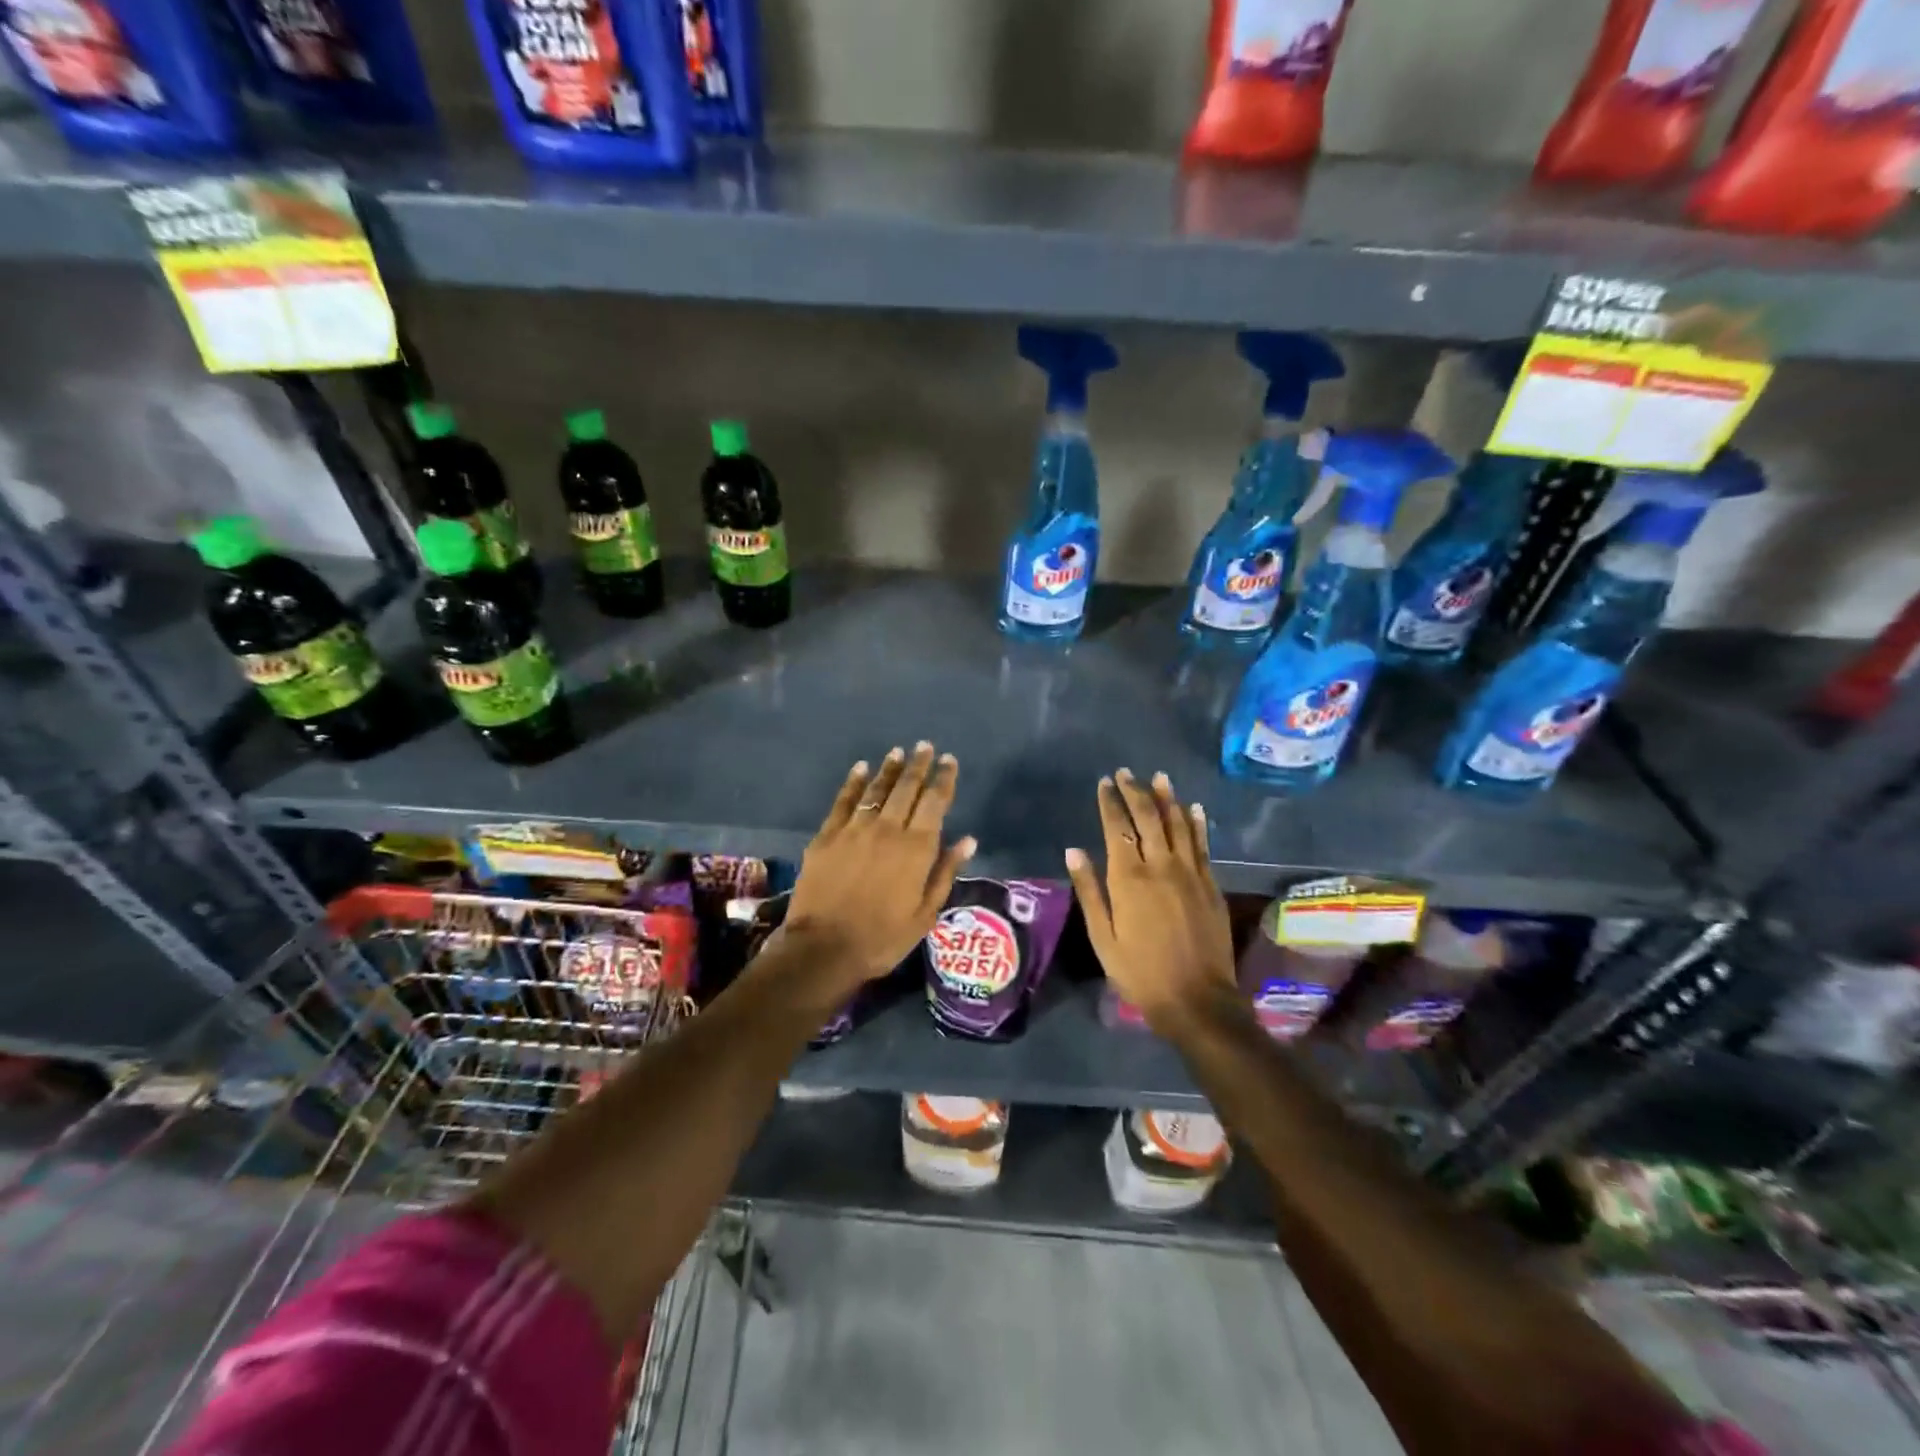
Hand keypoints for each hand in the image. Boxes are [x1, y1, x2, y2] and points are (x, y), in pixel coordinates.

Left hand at [781, 743, 976, 989]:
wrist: (824, 949)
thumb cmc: (883, 938)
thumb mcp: (925, 914)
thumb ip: (945, 872)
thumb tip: (968, 840)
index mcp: (916, 848)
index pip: (935, 802)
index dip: (943, 779)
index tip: (949, 760)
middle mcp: (888, 829)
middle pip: (906, 788)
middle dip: (918, 765)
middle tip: (925, 746)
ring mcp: (854, 830)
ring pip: (876, 789)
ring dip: (889, 769)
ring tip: (898, 752)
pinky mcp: (826, 836)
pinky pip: (843, 801)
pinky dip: (853, 782)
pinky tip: (860, 768)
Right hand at [1064, 769, 1235, 1032]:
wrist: (1197, 1000)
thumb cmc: (1140, 972)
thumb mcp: (1102, 937)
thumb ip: (1089, 891)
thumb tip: (1074, 851)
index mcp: (1129, 878)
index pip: (1117, 827)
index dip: (1110, 802)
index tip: (1104, 783)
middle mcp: (1161, 866)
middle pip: (1148, 817)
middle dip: (1136, 791)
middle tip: (1126, 773)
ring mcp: (1190, 873)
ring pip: (1179, 824)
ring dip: (1168, 798)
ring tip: (1159, 777)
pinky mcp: (1211, 885)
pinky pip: (1202, 845)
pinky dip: (1197, 823)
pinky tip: (1194, 808)